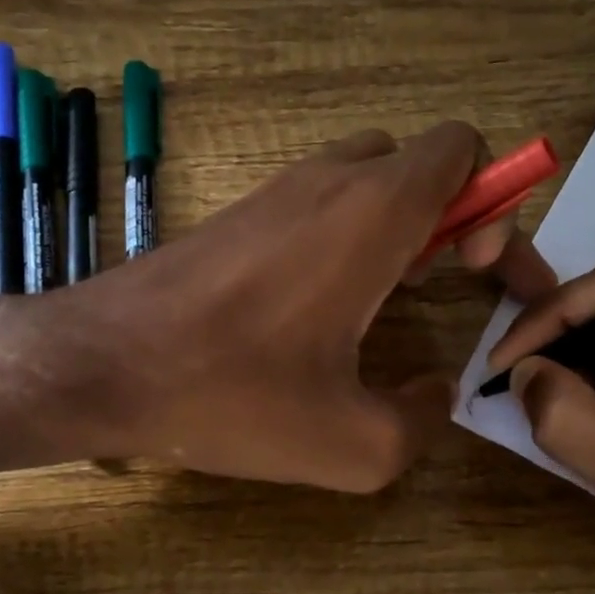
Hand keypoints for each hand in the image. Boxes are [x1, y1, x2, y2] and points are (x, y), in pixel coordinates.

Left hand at [54, 123, 552, 491]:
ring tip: (386, 301)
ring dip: (397, 225)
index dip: (495, 203)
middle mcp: (325, 182)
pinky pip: (314, 204)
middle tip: (444, 285)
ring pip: (364, 179)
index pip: (461, 148)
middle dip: (452, 215)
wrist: (99, 364)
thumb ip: (422, 421)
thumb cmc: (229, 395)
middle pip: (417, 162)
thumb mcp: (351, 445)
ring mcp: (272, 192)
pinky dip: (343, 235)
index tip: (481, 272)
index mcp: (371, 213)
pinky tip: (319, 307)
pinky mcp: (234, 216)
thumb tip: (435, 391)